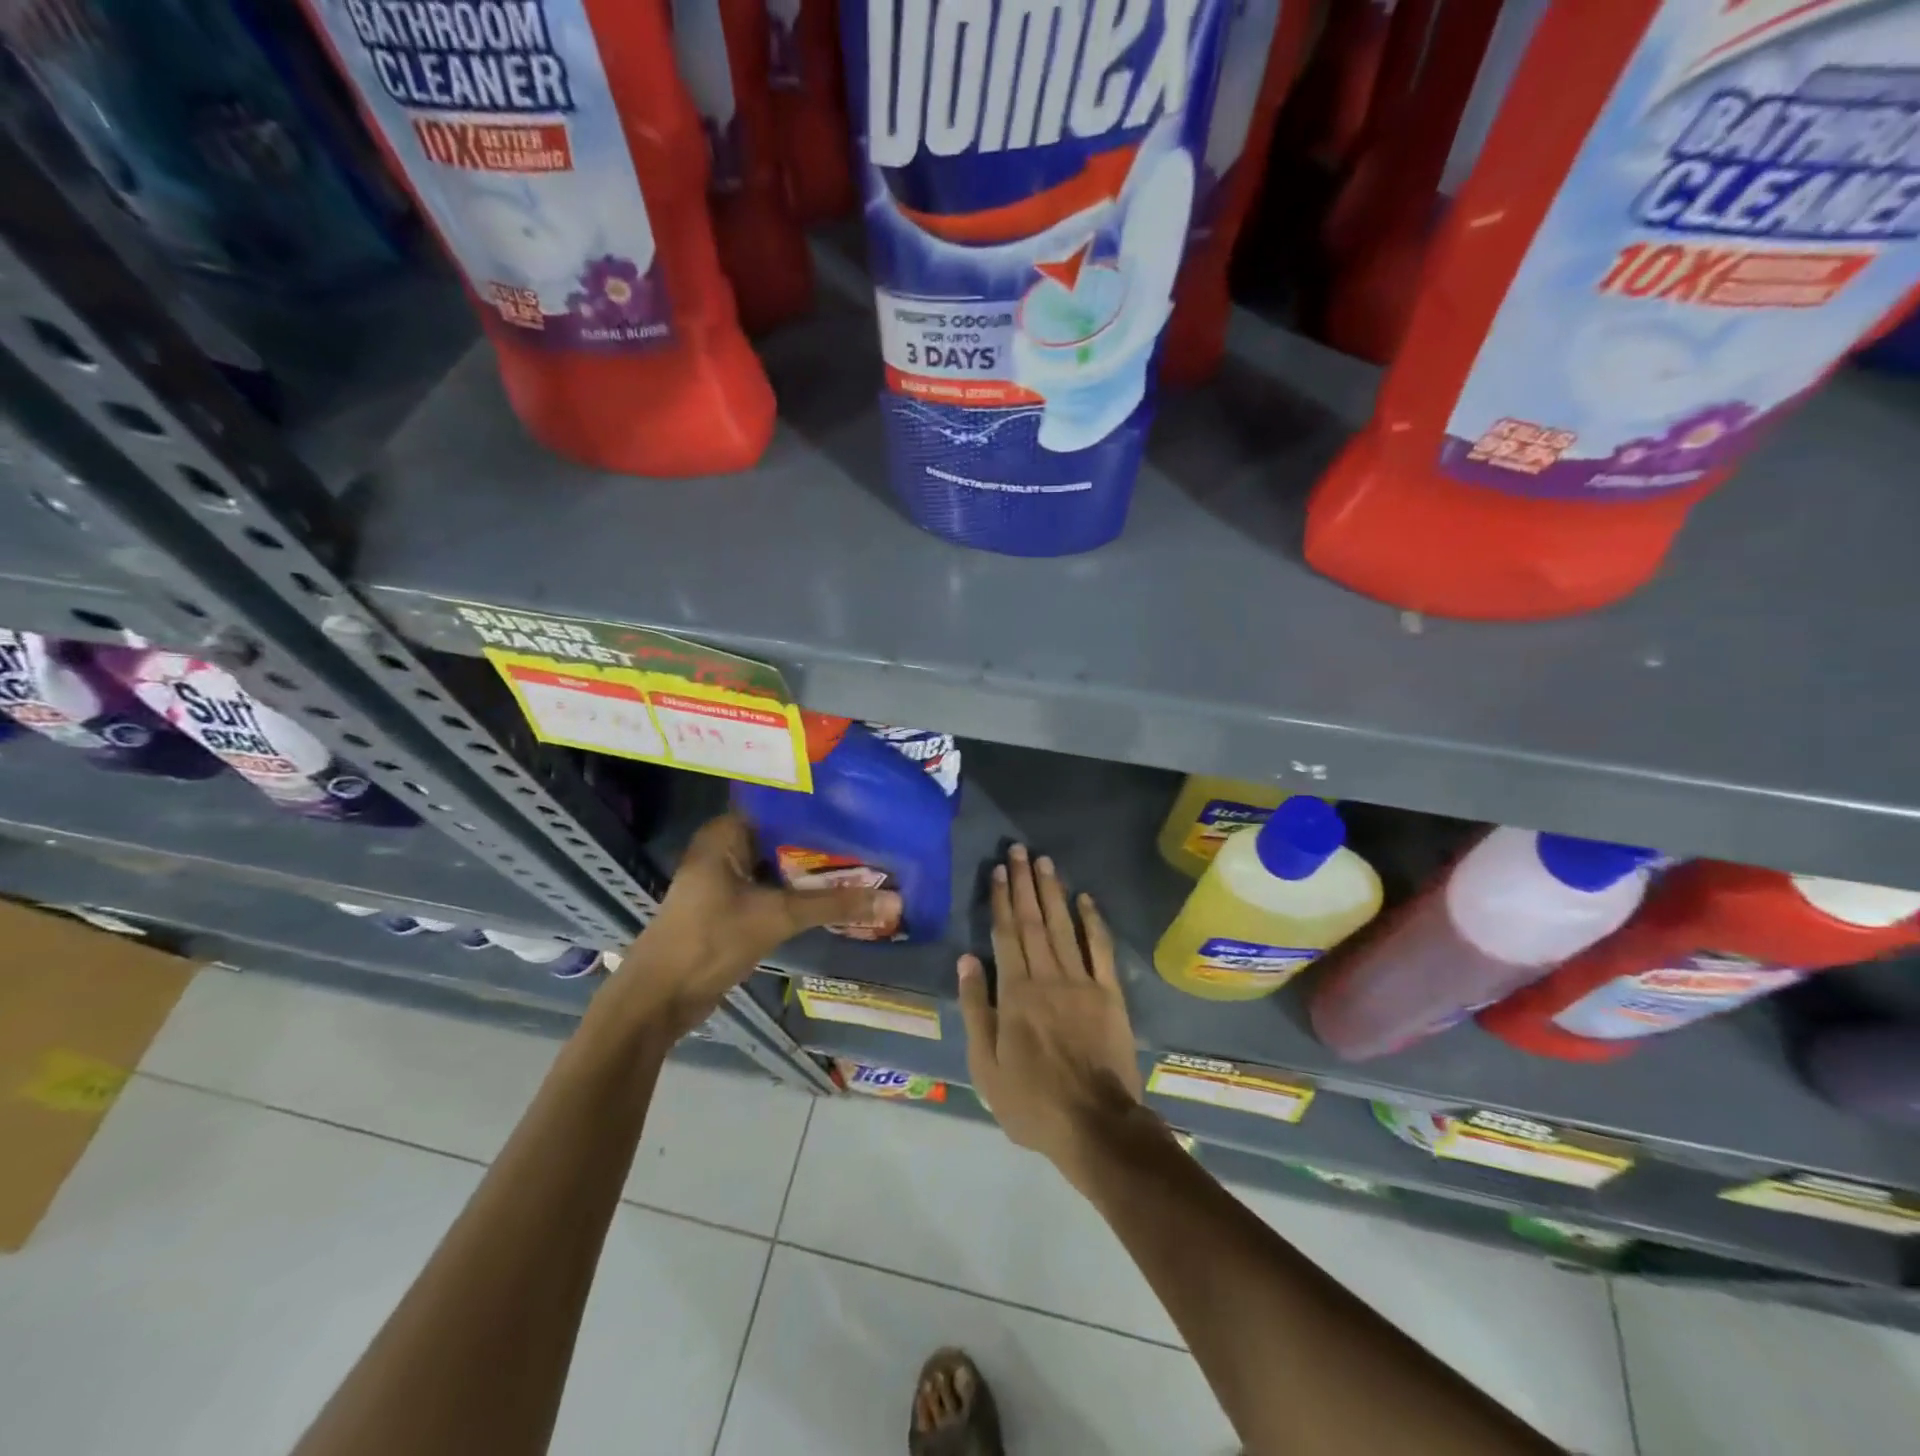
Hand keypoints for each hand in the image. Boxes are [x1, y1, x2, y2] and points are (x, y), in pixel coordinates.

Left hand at [610, 813, 900, 1039]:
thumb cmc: (709, 942)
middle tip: (875, 837)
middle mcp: (726, 846)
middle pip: (786, 836)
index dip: (822, 808)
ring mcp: (728, 877)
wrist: (659, 1000)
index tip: (864, 807)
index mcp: (726, 832)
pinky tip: (839, 892)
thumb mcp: (777, 917)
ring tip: (868, 861)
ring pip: (782, 864)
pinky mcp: (733, 904)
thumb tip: (895, 900)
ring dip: (816, 869)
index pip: (783, 805)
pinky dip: (803, 890)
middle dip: (826, 842)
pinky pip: (776, 887)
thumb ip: (835, 905)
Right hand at [956, 844, 1144, 1168]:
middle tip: (1019, 850)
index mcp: (1015, 993)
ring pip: (1063, 926)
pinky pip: (1100, 949)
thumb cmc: (1032, 1101)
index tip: (998, 870)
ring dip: (1053, 892)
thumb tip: (966, 959)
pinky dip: (1092, 921)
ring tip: (1044, 861)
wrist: (1096, 1125)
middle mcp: (1047, 977)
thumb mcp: (986, 1065)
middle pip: (1033, 921)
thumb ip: (976, 1008)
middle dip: (1024, 883)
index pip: (1005, 935)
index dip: (1001, 899)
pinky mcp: (1110, 994)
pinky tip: (1085, 899)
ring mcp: (1082, 983)